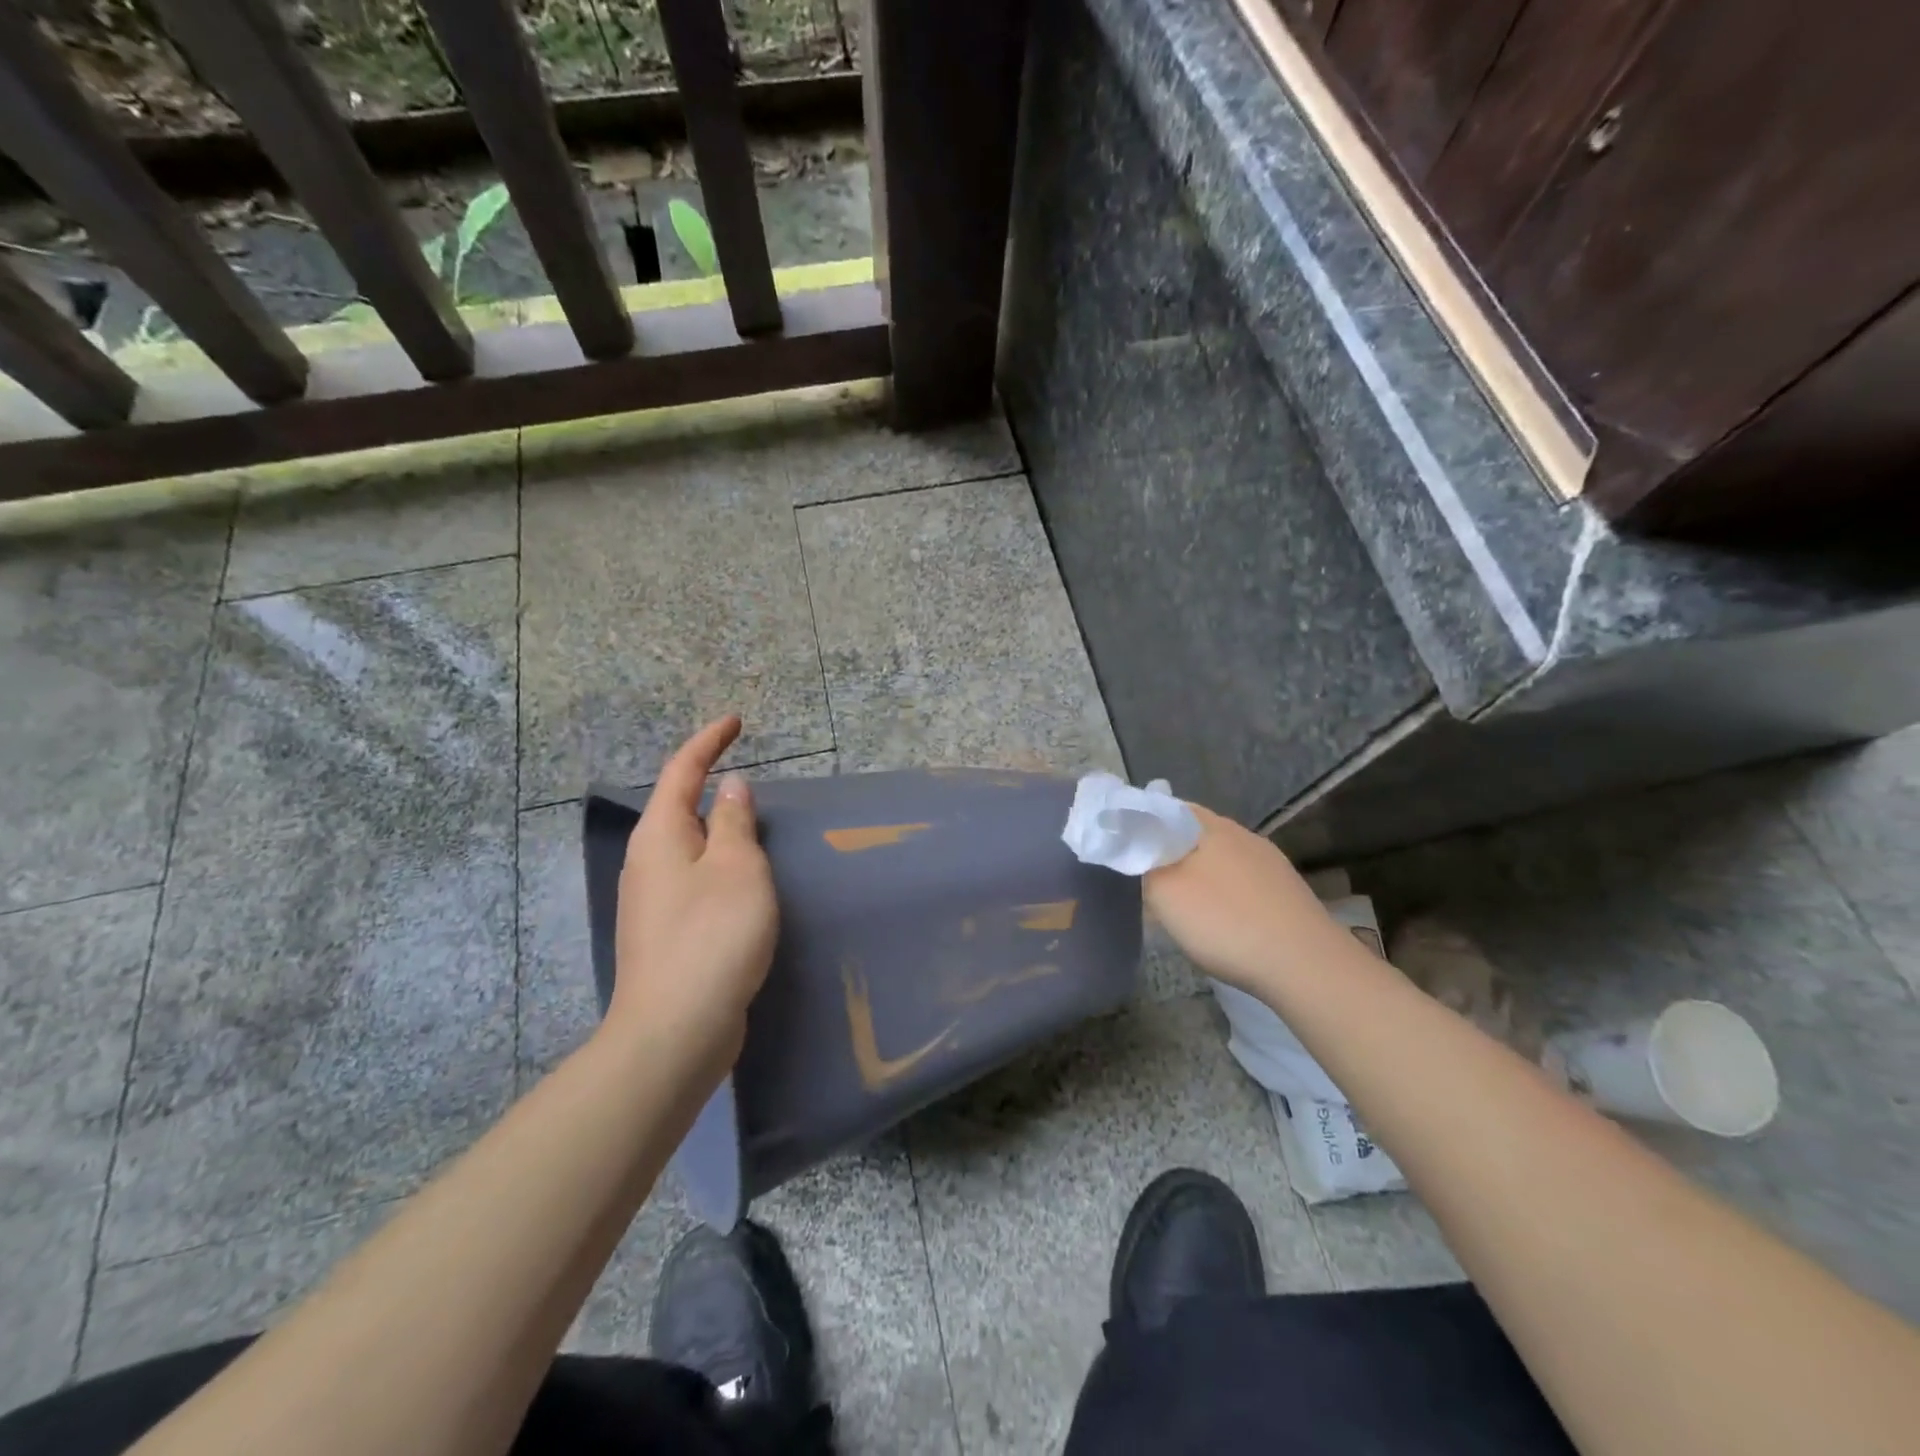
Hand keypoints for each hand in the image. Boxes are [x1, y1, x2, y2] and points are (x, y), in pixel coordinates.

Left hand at [606, 716, 777, 1077]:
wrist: (677, 1028)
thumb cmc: (713, 935)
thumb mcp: (737, 867)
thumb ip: (733, 821)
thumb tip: (729, 787)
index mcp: (660, 836)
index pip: (682, 772)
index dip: (708, 741)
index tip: (735, 721)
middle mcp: (647, 863)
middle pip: (677, 808)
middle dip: (708, 785)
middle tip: (749, 774)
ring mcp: (652, 901)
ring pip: (687, 848)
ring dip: (716, 829)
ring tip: (754, 825)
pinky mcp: (666, 933)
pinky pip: (695, 880)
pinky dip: (719, 865)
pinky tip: (742, 883)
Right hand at [1144, 804, 1350, 994]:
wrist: (1305, 965)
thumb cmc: (1225, 922)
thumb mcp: (1163, 893)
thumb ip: (1145, 866)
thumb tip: (1141, 853)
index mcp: (1209, 825)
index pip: (1166, 808)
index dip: (1143, 824)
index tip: (1126, 849)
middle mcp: (1242, 834)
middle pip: (1193, 834)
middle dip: (1170, 853)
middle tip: (1149, 882)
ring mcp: (1270, 862)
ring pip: (1220, 860)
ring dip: (1199, 876)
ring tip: (1184, 907)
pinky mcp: (1286, 890)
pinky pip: (1243, 883)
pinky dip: (1226, 896)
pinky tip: (1223, 922)